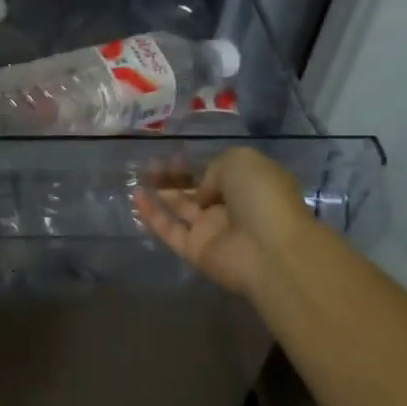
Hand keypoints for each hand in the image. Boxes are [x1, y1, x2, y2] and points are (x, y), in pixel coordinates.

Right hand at [135, 146, 322, 298]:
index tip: (172, 154)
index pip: (217, 173)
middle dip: (172, 177)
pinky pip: (170, 230)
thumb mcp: (240, 161)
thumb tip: (202, 192)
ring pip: (180, 209)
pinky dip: (152, 215)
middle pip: (195, 190)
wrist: (270, 249)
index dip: (195, 164)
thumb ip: (214, 168)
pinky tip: (136, 197)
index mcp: (248, 185)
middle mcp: (230, 207)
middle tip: (148, 164)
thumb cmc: (261, 196)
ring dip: (160, 193)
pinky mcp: (196, 251)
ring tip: (137, 176)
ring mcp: (212, 231)